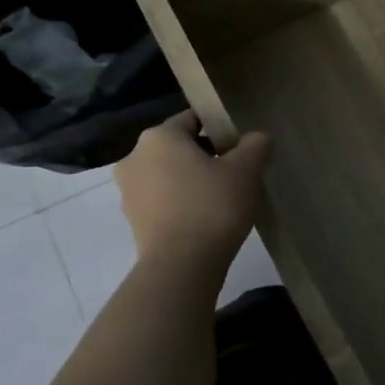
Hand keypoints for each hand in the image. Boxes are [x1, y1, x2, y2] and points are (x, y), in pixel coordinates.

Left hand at [114, 113, 271, 286]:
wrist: (181, 265)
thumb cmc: (213, 205)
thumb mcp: (247, 170)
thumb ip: (255, 145)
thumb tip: (256, 139)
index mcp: (159, 136)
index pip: (193, 119)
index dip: (221, 130)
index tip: (241, 149)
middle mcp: (135, 157)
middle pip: (179, 147)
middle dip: (207, 156)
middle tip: (236, 175)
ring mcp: (128, 191)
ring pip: (169, 174)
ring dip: (192, 180)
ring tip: (223, 200)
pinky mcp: (132, 220)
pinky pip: (163, 200)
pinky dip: (182, 203)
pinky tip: (206, 219)